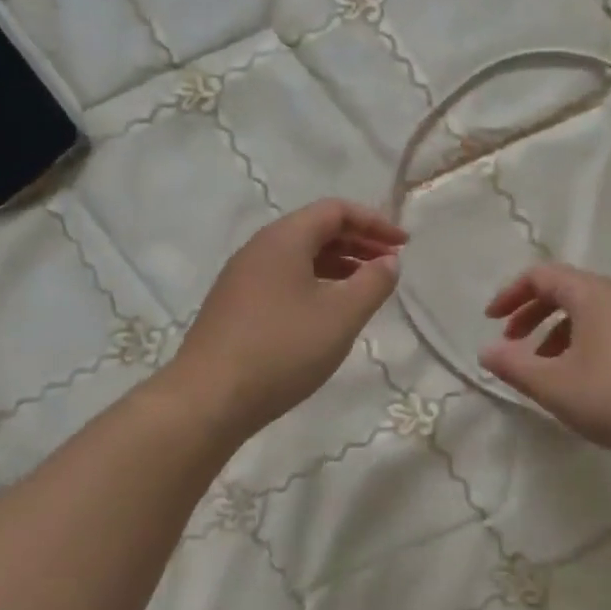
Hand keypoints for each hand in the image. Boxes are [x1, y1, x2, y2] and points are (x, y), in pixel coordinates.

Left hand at [173, 200, 406, 436]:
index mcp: (284, 239)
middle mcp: (259, 248)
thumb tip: (388, 261)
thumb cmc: (282, 349)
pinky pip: (284, 279)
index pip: (335, 210)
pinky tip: (328, 312)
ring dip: (338, 264)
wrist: (207, 399)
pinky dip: (315, 283)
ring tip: (366, 287)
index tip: (403, 245)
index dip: (374, 222)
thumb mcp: (341, 316)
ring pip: (299, 256)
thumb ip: (373, 283)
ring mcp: (242, 278)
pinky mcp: (235, 306)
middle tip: (390, 264)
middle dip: (358, 242)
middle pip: (316, 229)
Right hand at [481, 263, 610, 468]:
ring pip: (589, 310)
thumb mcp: (554, 386)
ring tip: (544, 368)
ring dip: (557, 331)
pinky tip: (583, 377)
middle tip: (512, 343)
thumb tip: (486, 351)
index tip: (491, 321)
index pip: (541, 275)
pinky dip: (584, 340)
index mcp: (592, 293)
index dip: (510, 294)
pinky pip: (610, 326)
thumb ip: (514, 366)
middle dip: (532, 313)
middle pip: (565, 289)